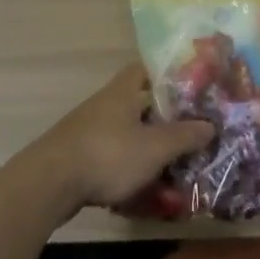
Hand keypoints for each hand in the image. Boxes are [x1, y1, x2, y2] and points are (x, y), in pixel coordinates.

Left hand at [28, 66, 213, 215]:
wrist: (50, 183)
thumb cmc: (108, 155)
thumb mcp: (154, 148)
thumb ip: (184, 136)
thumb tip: (210, 125)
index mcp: (123, 91)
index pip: (146, 69)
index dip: (168, 76)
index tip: (190, 90)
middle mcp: (105, 104)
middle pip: (139, 104)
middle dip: (163, 120)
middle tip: (189, 135)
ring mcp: (89, 129)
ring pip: (128, 133)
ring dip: (147, 148)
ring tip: (172, 168)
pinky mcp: (79, 155)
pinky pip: (113, 156)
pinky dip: (129, 168)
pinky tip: (143, 189)